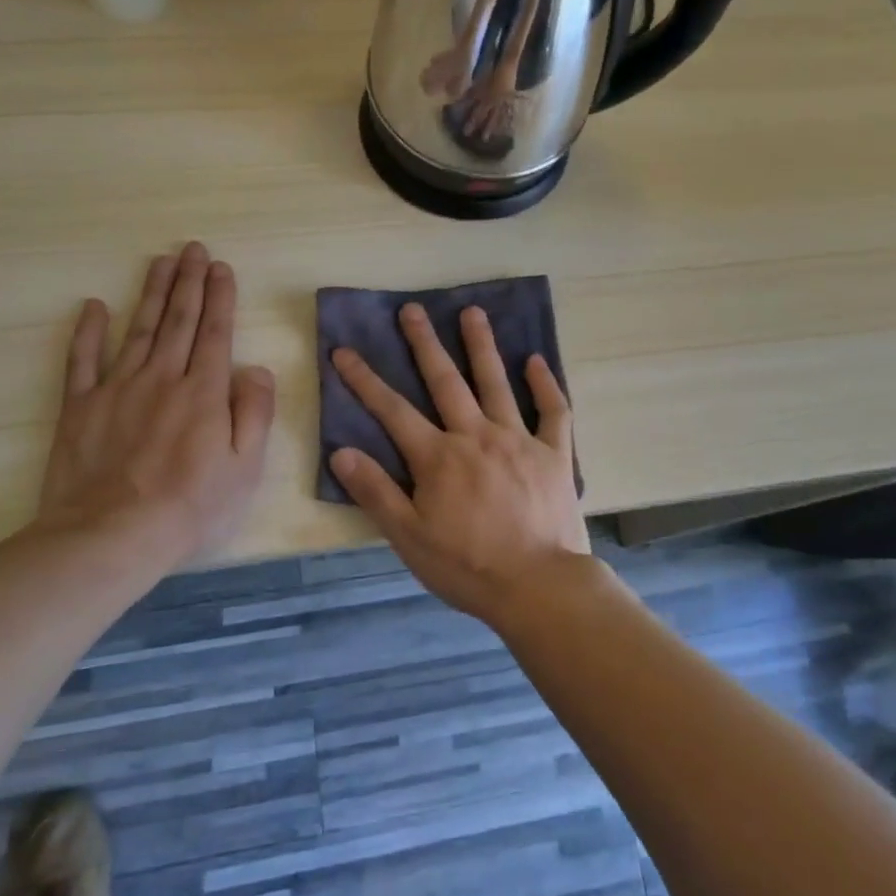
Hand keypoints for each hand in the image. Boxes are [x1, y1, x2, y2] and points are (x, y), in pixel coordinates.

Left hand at [36, 242, 274, 566]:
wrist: (110, 537)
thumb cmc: (190, 507)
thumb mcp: (245, 468)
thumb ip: (255, 413)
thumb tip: (257, 369)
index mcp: (204, 392)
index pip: (216, 333)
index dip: (220, 297)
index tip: (222, 267)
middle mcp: (163, 378)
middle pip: (179, 321)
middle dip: (189, 282)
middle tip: (193, 249)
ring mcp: (118, 389)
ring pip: (139, 329)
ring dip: (153, 293)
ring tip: (162, 261)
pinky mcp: (80, 407)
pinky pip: (83, 360)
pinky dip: (88, 331)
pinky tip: (95, 306)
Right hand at [330, 303, 589, 627]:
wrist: (538, 586)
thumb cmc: (467, 566)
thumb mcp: (409, 537)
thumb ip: (376, 492)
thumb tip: (342, 451)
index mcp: (438, 457)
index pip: (392, 410)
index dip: (365, 380)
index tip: (344, 351)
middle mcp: (476, 436)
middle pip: (445, 381)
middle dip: (424, 344)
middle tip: (412, 309)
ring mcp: (518, 440)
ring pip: (496, 383)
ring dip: (482, 346)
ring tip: (472, 312)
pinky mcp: (554, 453)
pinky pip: (553, 411)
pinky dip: (545, 384)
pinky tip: (535, 360)